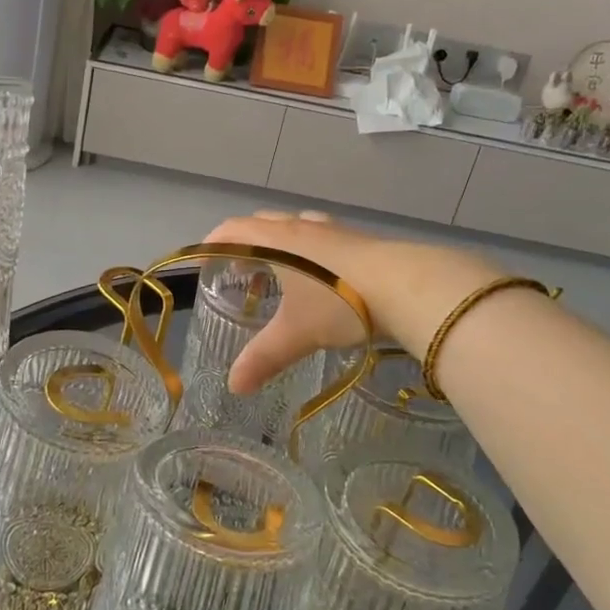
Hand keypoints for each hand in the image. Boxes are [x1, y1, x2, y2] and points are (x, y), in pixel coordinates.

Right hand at [203, 210, 499, 392]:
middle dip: (246, 243)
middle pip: (263, 223)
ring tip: (280, 272)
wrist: (407, 286)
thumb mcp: (297, 334)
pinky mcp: (360, 240)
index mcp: (278, 240)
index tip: (202, 259)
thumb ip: (263, 358)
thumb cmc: (340, 302)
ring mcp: (333, 231)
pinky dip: (308, 250)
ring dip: (279, 244)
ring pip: (295, 227)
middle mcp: (302, 228)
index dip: (214, 241)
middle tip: (240, 271)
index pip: (234, 229)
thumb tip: (234, 386)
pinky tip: (321, 276)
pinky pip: (321, 236)